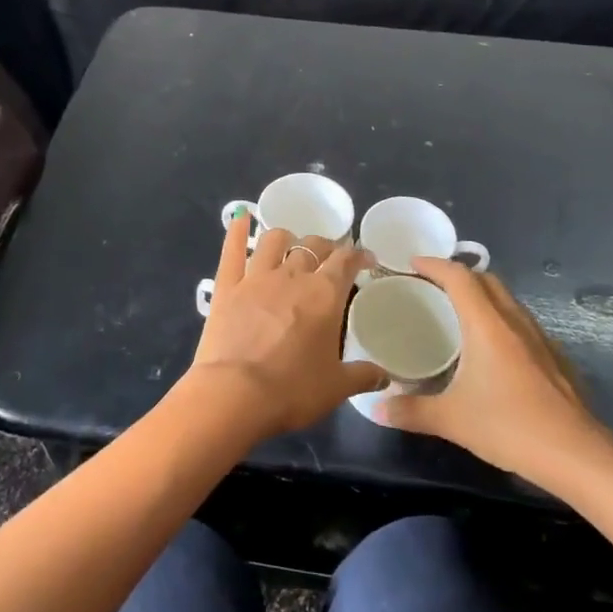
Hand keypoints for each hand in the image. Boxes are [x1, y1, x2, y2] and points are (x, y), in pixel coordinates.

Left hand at [190, 213, 385, 437]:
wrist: (235, 394)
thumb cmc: (292, 390)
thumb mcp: (336, 387)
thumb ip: (363, 375)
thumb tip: (386, 375)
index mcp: (325, 294)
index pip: (346, 260)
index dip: (358, 255)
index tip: (366, 259)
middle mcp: (292, 276)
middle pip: (312, 246)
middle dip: (324, 247)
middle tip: (328, 258)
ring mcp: (256, 277)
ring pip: (274, 240)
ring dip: (286, 238)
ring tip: (290, 246)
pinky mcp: (226, 286)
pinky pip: (232, 249)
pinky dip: (236, 230)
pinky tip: (240, 216)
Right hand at [373, 258, 612, 483]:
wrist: (578, 456)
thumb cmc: (510, 427)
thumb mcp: (452, 420)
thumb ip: (411, 411)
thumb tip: (377, 409)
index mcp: (488, 326)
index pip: (460, 277)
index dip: (434, 264)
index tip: (411, 263)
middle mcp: (515, 322)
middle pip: (487, 280)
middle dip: (458, 275)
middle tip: (431, 286)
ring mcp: (540, 339)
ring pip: (507, 300)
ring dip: (482, 295)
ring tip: (458, 313)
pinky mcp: (555, 358)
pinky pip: (521, 322)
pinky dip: (500, 319)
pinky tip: (491, 349)